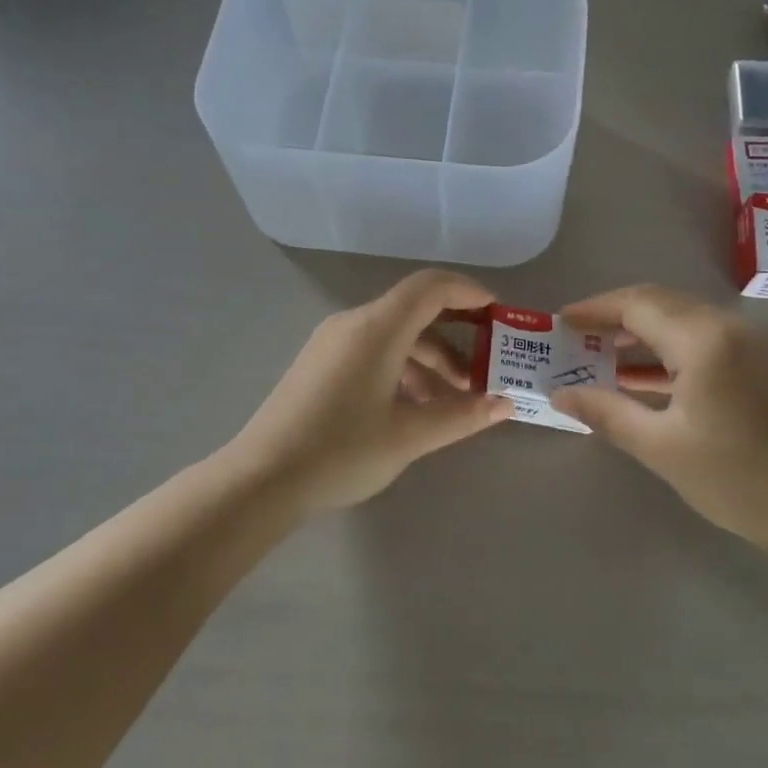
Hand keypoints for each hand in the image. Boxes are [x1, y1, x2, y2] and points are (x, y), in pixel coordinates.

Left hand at [224, 270, 513, 514]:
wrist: (260, 480)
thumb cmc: (341, 451)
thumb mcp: (409, 436)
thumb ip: (462, 415)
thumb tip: (506, 404)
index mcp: (377, 328)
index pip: (431, 287)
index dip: (469, 292)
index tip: (499, 314)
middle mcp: (353, 323)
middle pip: (414, 311)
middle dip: (455, 337)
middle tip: (485, 370)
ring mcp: (332, 343)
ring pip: (394, 336)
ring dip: (430, 360)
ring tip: (455, 401)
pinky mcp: (320, 364)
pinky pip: (373, 351)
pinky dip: (403, 369)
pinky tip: (415, 408)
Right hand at [551, 285, 767, 562]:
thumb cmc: (740, 479)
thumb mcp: (662, 448)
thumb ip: (607, 412)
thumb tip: (560, 394)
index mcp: (704, 338)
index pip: (637, 304)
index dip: (594, 309)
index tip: (559, 322)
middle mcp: (729, 326)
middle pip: (659, 303)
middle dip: (614, 317)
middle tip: (575, 338)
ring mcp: (751, 342)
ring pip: (682, 320)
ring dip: (640, 333)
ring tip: (599, 357)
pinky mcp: (762, 363)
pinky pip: (703, 340)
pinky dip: (667, 350)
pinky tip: (642, 377)